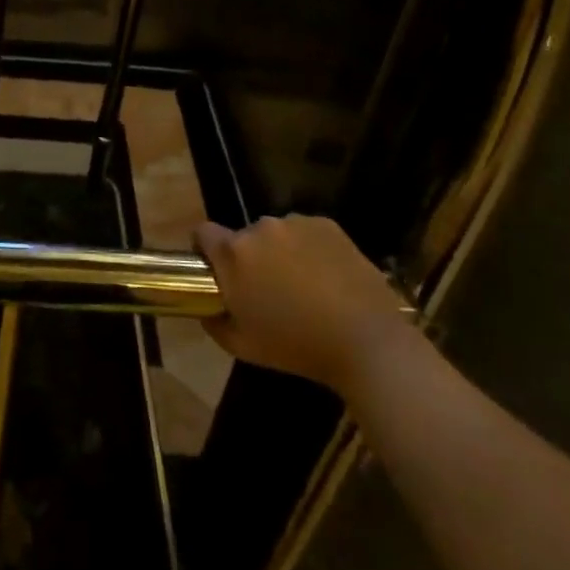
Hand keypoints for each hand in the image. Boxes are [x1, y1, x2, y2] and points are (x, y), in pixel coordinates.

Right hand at [195, 214, 410, 393]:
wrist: (366, 341)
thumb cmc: (296, 346)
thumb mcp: (241, 346)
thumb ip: (214, 322)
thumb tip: (208, 308)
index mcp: (234, 253)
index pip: (203, 232)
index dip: (205, 249)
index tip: (217, 271)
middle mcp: (260, 228)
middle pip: (244, 236)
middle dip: (250, 257)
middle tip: (267, 288)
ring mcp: (296, 223)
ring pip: (276, 234)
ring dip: (280, 251)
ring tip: (303, 284)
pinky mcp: (327, 225)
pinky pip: (306, 232)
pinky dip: (309, 248)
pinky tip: (327, 277)